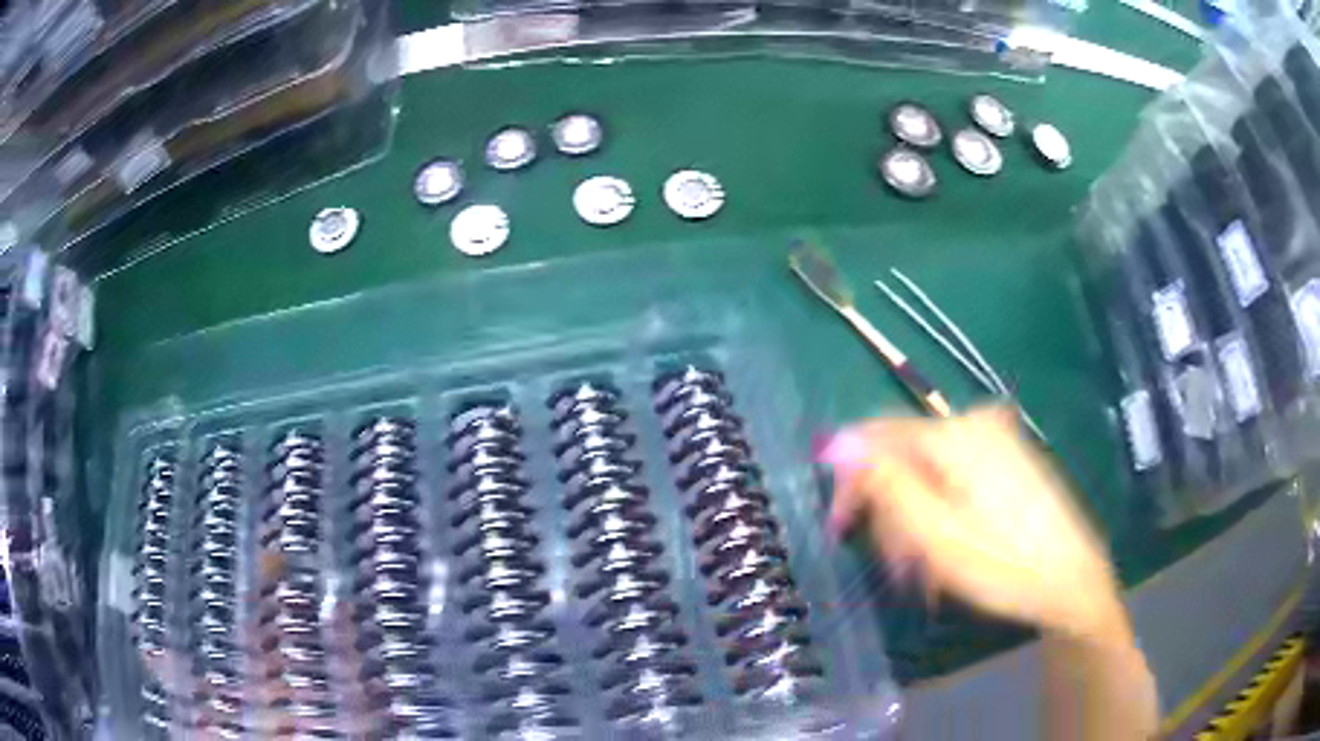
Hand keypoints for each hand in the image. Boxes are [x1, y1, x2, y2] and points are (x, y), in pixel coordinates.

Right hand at [821, 405, 1126, 644]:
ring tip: (921, 575)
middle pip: (906, 458)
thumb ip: (886, 484)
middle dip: (891, 514)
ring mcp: (997, 441)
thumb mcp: (934, 534)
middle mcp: (975, 425)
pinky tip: (945, 555)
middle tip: (895, 568)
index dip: (850, 483)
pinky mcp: (1009, 461)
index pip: (878, 438)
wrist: (1071, 581)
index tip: (839, 530)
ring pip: (929, 475)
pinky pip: (955, 481)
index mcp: (956, 435)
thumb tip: (837, 441)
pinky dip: (941, 516)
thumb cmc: (1004, 565)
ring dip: (915, 524)